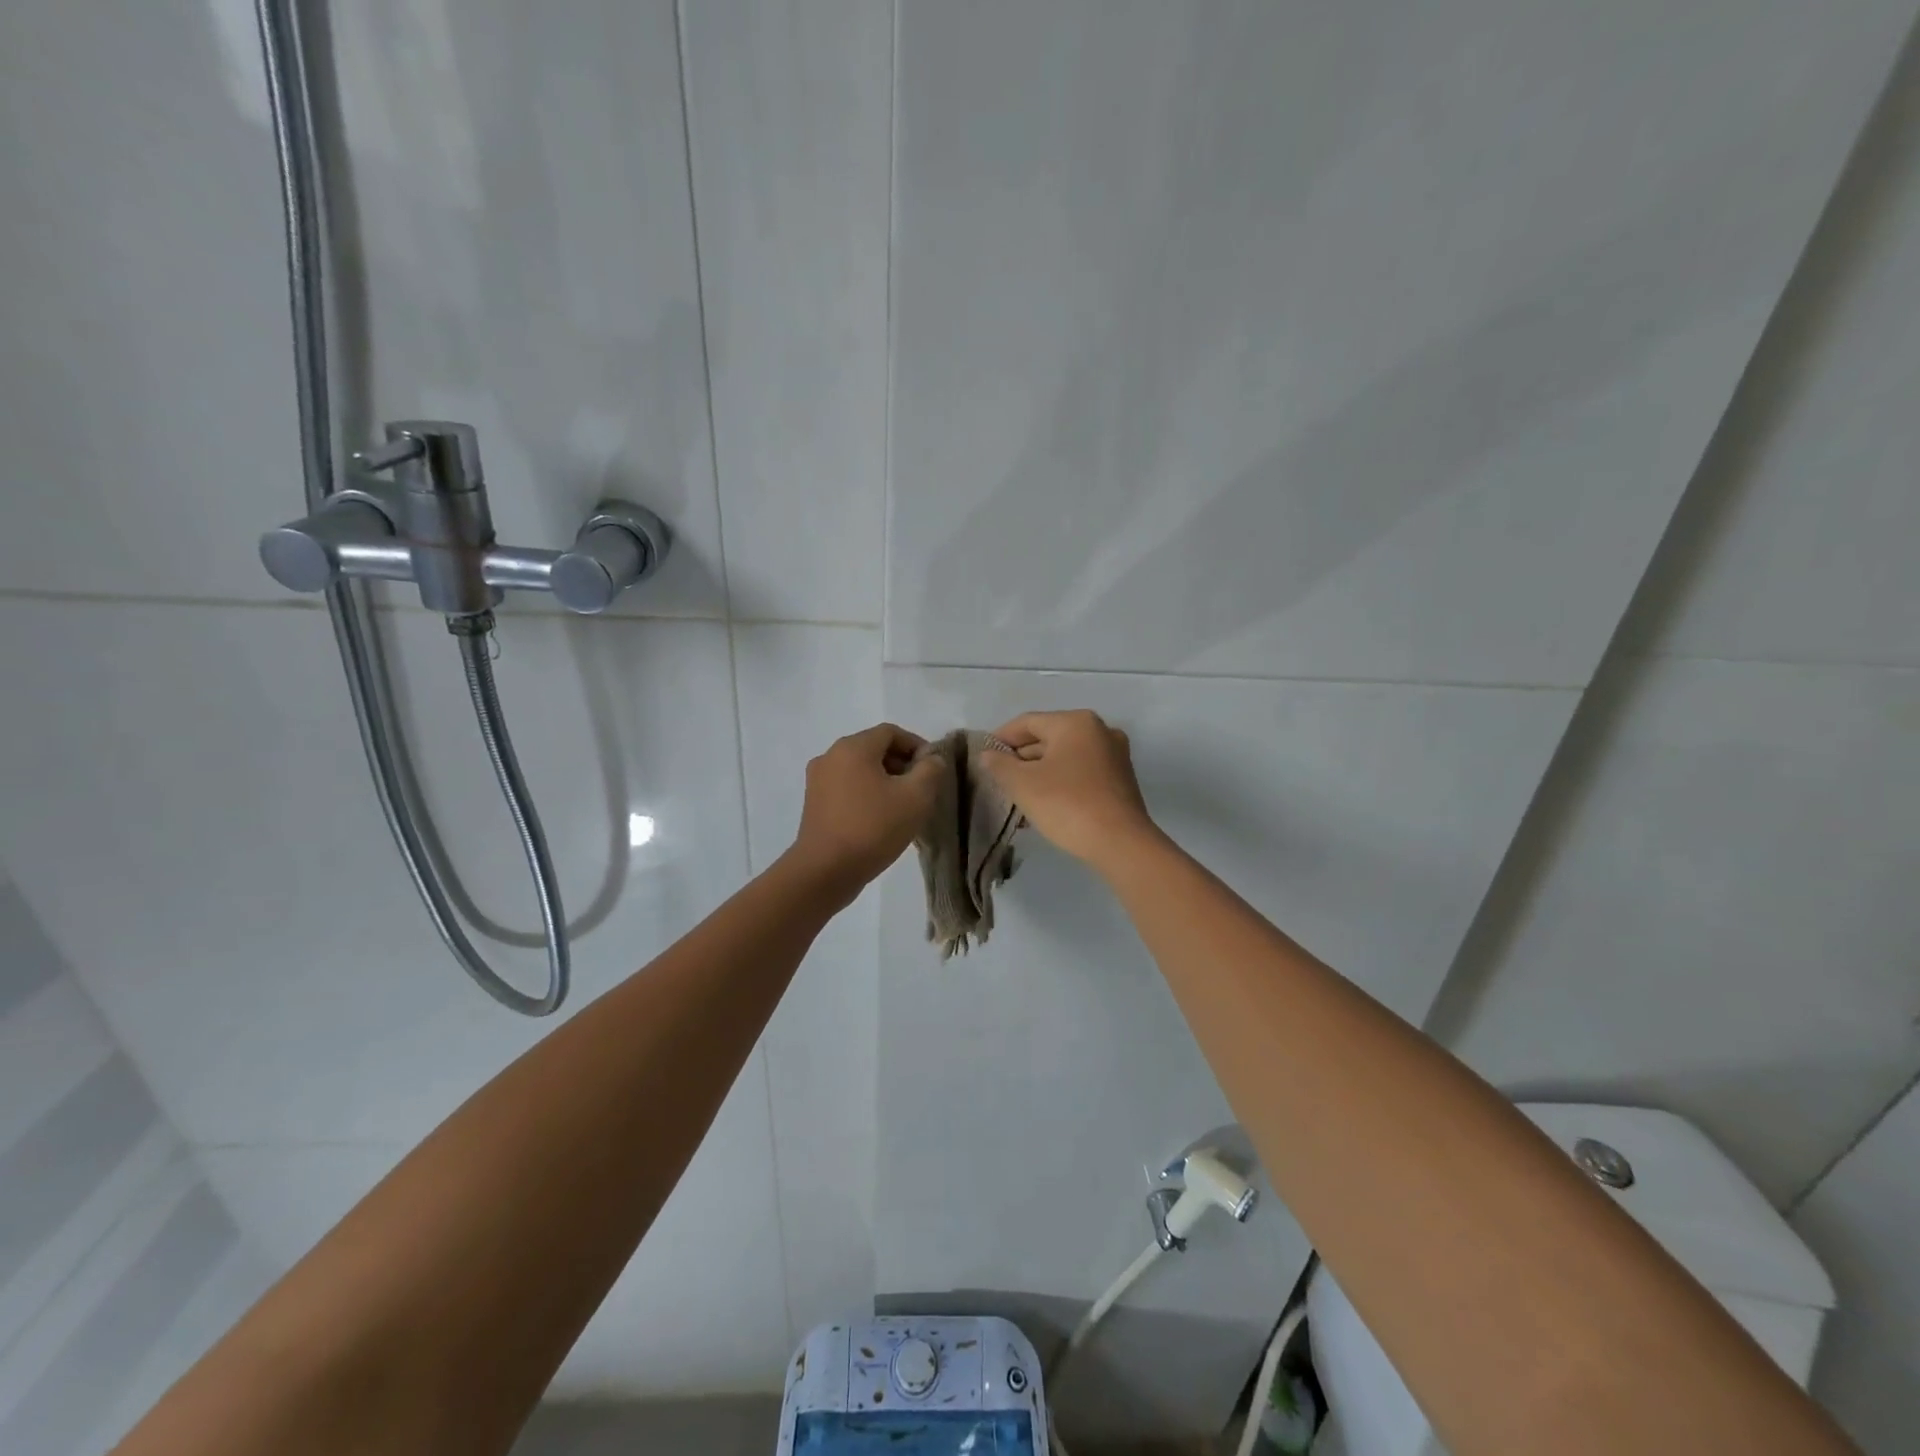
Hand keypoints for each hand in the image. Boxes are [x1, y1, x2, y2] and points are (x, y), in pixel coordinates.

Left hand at [788, 723, 942, 898]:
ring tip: (903, 807)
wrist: (825, 871)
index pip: (891, 732)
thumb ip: (931, 770)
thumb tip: (932, 758)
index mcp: (853, 747)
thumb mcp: (916, 797)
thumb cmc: (873, 828)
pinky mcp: (813, 803)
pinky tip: (879, 819)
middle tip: (921, 790)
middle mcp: (830, 756)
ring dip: (884, 781)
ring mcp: (817, 780)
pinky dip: (866, 794)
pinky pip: (846, 788)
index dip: (916, 746)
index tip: (933, 769)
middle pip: (873, 749)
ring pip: (860, 770)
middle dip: (901, 764)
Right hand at [977, 710, 1159, 869]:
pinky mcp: (1121, 779)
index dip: (1001, 738)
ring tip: (1017, 794)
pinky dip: (1061, 781)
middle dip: (1021, 757)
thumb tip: (988, 754)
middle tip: (999, 778)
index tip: (983, 756)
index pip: (1028, 722)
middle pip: (1049, 737)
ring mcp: (1114, 755)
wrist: (1120, 843)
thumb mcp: (1023, 784)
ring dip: (1040, 772)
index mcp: (1076, 722)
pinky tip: (1045, 802)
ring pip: (1066, 756)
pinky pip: (1082, 772)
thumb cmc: (1067, 805)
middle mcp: (1100, 730)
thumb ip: (1000, 765)